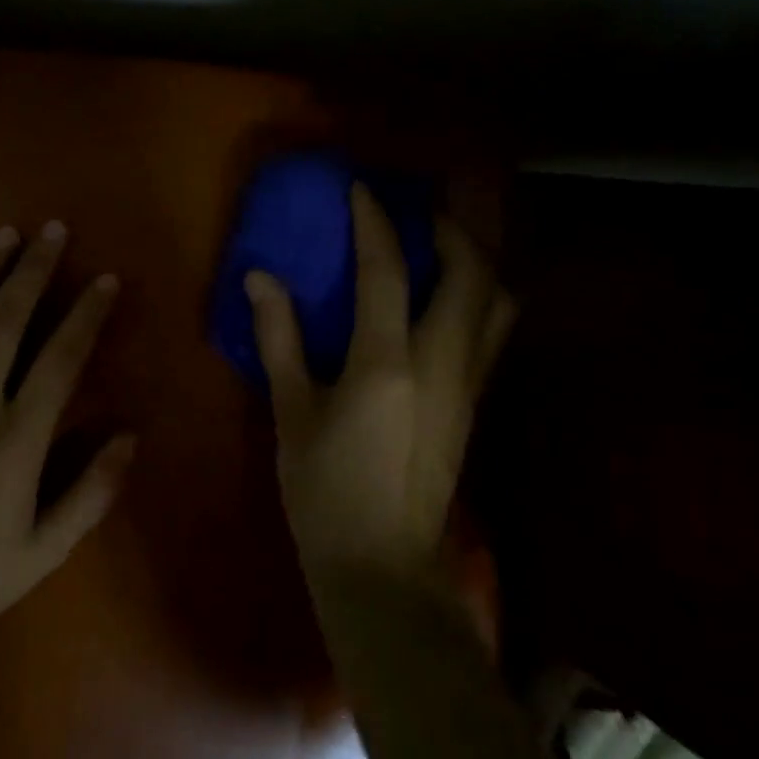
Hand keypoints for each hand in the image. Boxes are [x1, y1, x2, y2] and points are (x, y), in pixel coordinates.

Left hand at [0, 221, 132, 632]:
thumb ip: (92, 492)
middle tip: (53, 230)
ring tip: (4, 235)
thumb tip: (129, 435)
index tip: (104, 279)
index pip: (60, 359)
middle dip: (34, 270)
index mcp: (14, 441)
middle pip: (6, 322)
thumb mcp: (45, 551)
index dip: (86, 314)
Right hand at [246, 184, 514, 586]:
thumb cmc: (324, 492)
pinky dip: (481, 298)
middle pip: (471, 275)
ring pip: (498, 304)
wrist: (382, 569)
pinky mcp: (476, 406)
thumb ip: (280, 339)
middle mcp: (442, 364)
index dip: (374, 222)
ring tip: (442, 250)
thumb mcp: (291, 414)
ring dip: (478, 263)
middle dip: (451, 231)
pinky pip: (493, 333)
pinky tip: (447, 302)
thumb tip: (260, 278)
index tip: (362, 189)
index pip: (386, 272)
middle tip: (417, 216)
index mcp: (387, 364)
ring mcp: (468, 386)